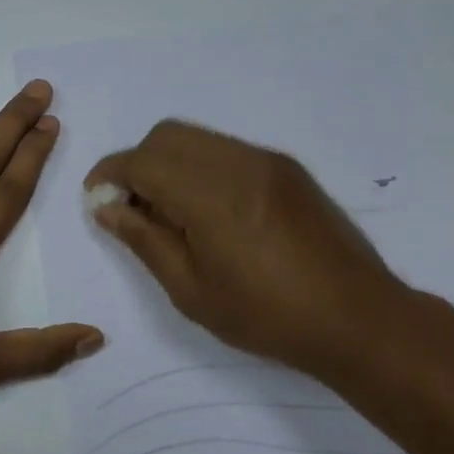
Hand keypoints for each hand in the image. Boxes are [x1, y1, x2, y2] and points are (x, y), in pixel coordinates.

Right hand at [84, 120, 406, 376]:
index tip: (96, 201)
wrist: (357, 317)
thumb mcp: (190, 290)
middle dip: (137, 164)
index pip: (143, 161)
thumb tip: (106, 208)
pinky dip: (199, 168)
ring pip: (198, 139)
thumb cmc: (266, 316)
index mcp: (212, 195)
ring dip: (169, 164)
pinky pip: (226, 151)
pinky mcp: (287, 169)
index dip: (110, 175)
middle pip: (168, 135)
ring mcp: (268, 161)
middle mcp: (239, 163)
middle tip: (133, 211)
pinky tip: (206, 213)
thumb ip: (144, 240)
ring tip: (169, 215)